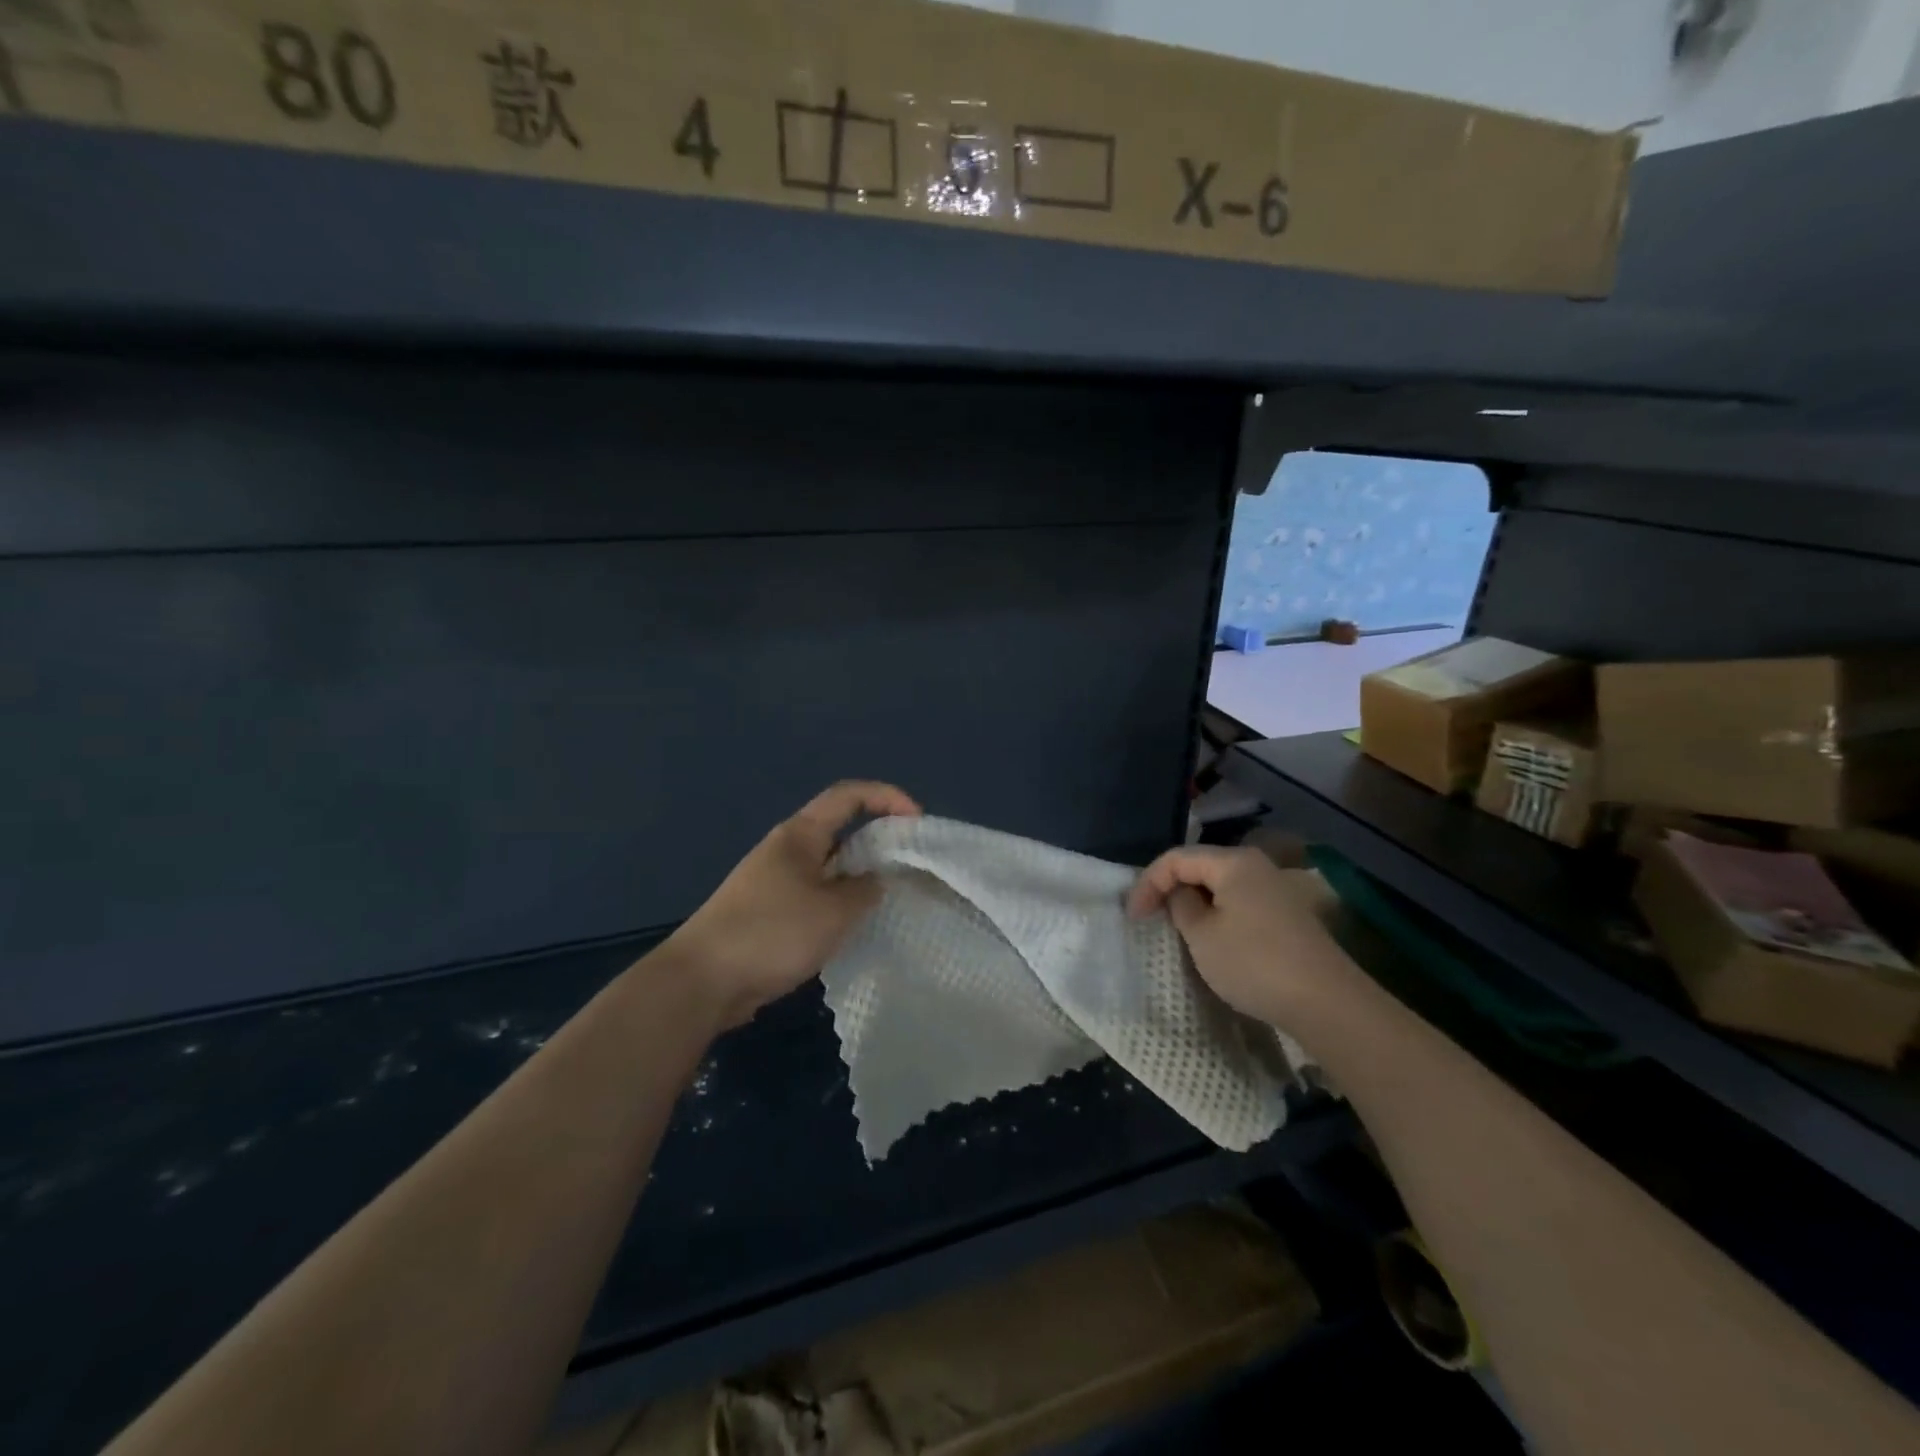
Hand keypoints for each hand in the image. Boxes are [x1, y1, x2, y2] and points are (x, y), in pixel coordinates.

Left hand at [664, 781, 920, 1026]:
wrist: (702, 980)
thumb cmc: (772, 933)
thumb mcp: (834, 912)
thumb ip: (866, 889)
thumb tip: (876, 881)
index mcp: (800, 834)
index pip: (849, 795)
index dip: (887, 797)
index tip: (917, 820)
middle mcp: (787, 849)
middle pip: (841, 829)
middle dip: (879, 840)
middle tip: (911, 865)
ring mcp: (775, 881)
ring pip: (830, 867)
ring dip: (860, 876)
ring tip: (890, 899)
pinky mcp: (769, 911)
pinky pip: (816, 895)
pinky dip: (840, 903)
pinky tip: (854, 927)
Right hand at [1127, 845, 1342, 1026]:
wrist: (1326, 1002)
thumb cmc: (1254, 963)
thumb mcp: (1202, 935)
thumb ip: (1181, 906)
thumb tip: (1180, 894)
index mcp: (1233, 862)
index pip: (1176, 858)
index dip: (1148, 883)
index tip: (1132, 917)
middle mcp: (1256, 866)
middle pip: (1200, 866)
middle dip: (1170, 889)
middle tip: (1150, 917)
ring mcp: (1275, 890)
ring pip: (1220, 886)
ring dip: (1194, 903)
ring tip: (1176, 929)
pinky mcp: (1287, 915)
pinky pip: (1239, 903)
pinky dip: (1217, 914)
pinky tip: (1212, 939)